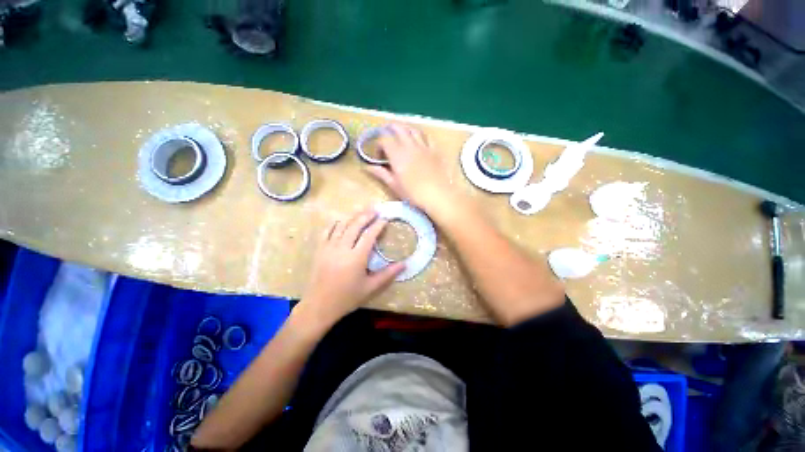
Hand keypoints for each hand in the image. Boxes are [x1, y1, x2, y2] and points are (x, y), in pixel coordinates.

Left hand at [298, 209, 404, 327]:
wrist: (319, 306)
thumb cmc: (347, 297)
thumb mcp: (371, 288)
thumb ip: (388, 274)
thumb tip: (405, 264)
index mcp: (356, 258)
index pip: (369, 235)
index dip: (378, 225)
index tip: (385, 219)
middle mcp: (342, 248)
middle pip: (355, 226)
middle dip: (366, 215)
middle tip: (375, 209)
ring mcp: (329, 247)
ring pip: (341, 226)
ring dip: (352, 217)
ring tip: (361, 211)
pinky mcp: (319, 250)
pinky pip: (327, 231)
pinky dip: (335, 224)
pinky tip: (341, 221)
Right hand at [366, 124, 461, 215]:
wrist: (438, 195)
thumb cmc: (414, 194)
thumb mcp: (394, 185)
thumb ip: (381, 173)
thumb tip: (367, 167)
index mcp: (397, 154)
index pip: (384, 140)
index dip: (379, 145)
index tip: (379, 157)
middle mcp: (409, 145)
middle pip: (398, 128)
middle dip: (390, 130)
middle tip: (387, 140)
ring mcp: (424, 146)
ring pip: (413, 129)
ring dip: (405, 130)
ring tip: (401, 137)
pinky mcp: (435, 150)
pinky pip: (427, 136)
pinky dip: (420, 136)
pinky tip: (419, 142)